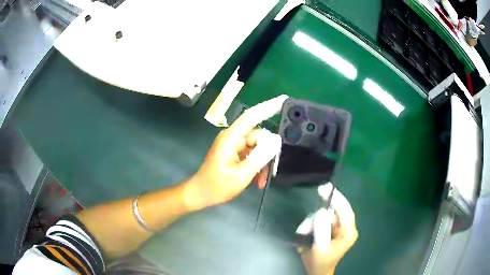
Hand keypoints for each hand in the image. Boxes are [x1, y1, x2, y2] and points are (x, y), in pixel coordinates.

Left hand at [185, 95, 287, 209]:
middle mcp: (233, 137)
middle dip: (267, 153)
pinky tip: (256, 180)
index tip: (284, 100)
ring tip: (261, 180)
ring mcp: (234, 145)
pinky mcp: (234, 153)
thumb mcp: (242, 175)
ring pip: (257, 147)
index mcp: (231, 138)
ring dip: (262, 163)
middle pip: (258, 136)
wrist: (201, 194)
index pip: (252, 116)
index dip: (268, 107)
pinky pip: (251, 154)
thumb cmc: (217, 186)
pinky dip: (256, 166)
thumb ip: (260, 157)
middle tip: (271, 170)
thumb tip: (276, 140)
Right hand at [297, 184, 357, 274]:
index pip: (346, 211)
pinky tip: (305, 231)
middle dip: (323, 209)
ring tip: (304, 231)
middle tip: (320, 191)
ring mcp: (338, 228)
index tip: (327, 188)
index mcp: (348, 233)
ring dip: (313, 221)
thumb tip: (321, 212)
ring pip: (326, 215)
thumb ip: (321, 231)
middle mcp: (346, 228)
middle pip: (336, 210)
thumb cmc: (320, 262)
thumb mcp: (320, 248)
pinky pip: (321, 220)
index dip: (338, 199)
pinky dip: (312, 223)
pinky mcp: (331, 229)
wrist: (317, 270)